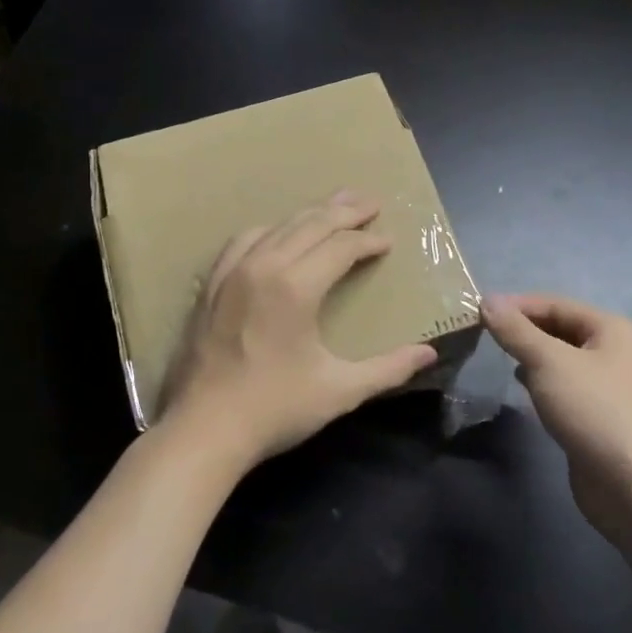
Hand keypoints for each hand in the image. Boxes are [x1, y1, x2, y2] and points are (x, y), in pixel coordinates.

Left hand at [157, 191, 438, 471]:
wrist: (203, 430)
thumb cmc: (275, 409)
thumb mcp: (340, 390)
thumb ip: (388, 369)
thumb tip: (428, 354)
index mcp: (295, 287)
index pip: (341, 247)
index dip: (368, 240)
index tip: (387, 242)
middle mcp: (263, 266)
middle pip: (310, 224)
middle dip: (344, 211)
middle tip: (370, 202)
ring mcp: (231, 273)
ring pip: (277, 227)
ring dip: (309, 215)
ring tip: (333, 207)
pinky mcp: (211, 286)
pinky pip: (243, 241)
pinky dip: (269, 230)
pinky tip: (277, 234)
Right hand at [481, 294, 631, 546]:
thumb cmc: (596, 410)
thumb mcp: (549, 362)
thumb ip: (516, 331)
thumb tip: (487, 300)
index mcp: (609, 329)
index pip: (554, 303)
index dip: (516, 305)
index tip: (477, 312)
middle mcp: (611, 352)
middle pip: (558, 329)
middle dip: (522, 330)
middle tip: (480, 334)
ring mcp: (605, 387)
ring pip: (559, 360)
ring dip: (529, 356)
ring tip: (495, 356)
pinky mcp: (595, 417)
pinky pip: (561, 388)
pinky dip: (539, 383)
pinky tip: (520, 387)